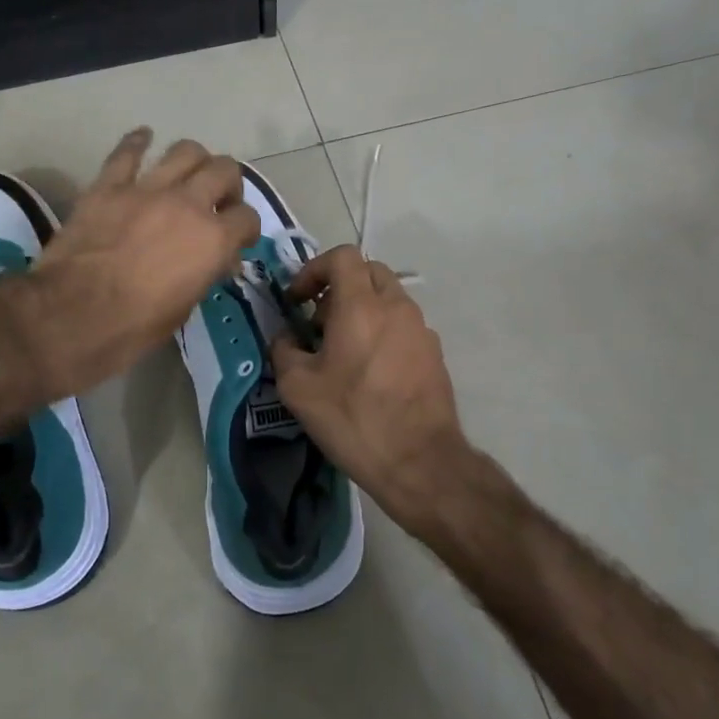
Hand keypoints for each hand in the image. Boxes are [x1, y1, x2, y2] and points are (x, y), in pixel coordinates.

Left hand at [20, 129, 261, 399]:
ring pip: (185, 150)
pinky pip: (127, 152)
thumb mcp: (184, 308)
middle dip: (228, 184)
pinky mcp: (108, 186)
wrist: (71, 317)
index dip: (246, 228)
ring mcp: (146, 190)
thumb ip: (204, 273)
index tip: (238, 238)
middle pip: (225, 169)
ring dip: (194, 160)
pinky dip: (138, 142)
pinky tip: (143, 139)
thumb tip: (215, 260)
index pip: (247, 217)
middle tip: (218, 200)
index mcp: (213, 240)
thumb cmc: (134, 327)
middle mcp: (188, 204)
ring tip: (188, 173)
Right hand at [269, 246, 480, 534]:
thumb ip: (284, 351)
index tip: (298, 301)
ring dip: (362, 309)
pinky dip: (382, 331)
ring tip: (343, 350)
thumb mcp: (298, 388)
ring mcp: (421, 329)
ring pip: (388, 298)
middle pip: (368, 272)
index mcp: (361, 305)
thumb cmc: (354, 418)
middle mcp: (396, 307)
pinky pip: (403, 325)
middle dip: (339, 287)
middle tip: (319, 322)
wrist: (420, 461)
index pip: (342, 256)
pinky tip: (370, 372)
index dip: (314, 269)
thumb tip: (287, 338)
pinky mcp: (434, 353)